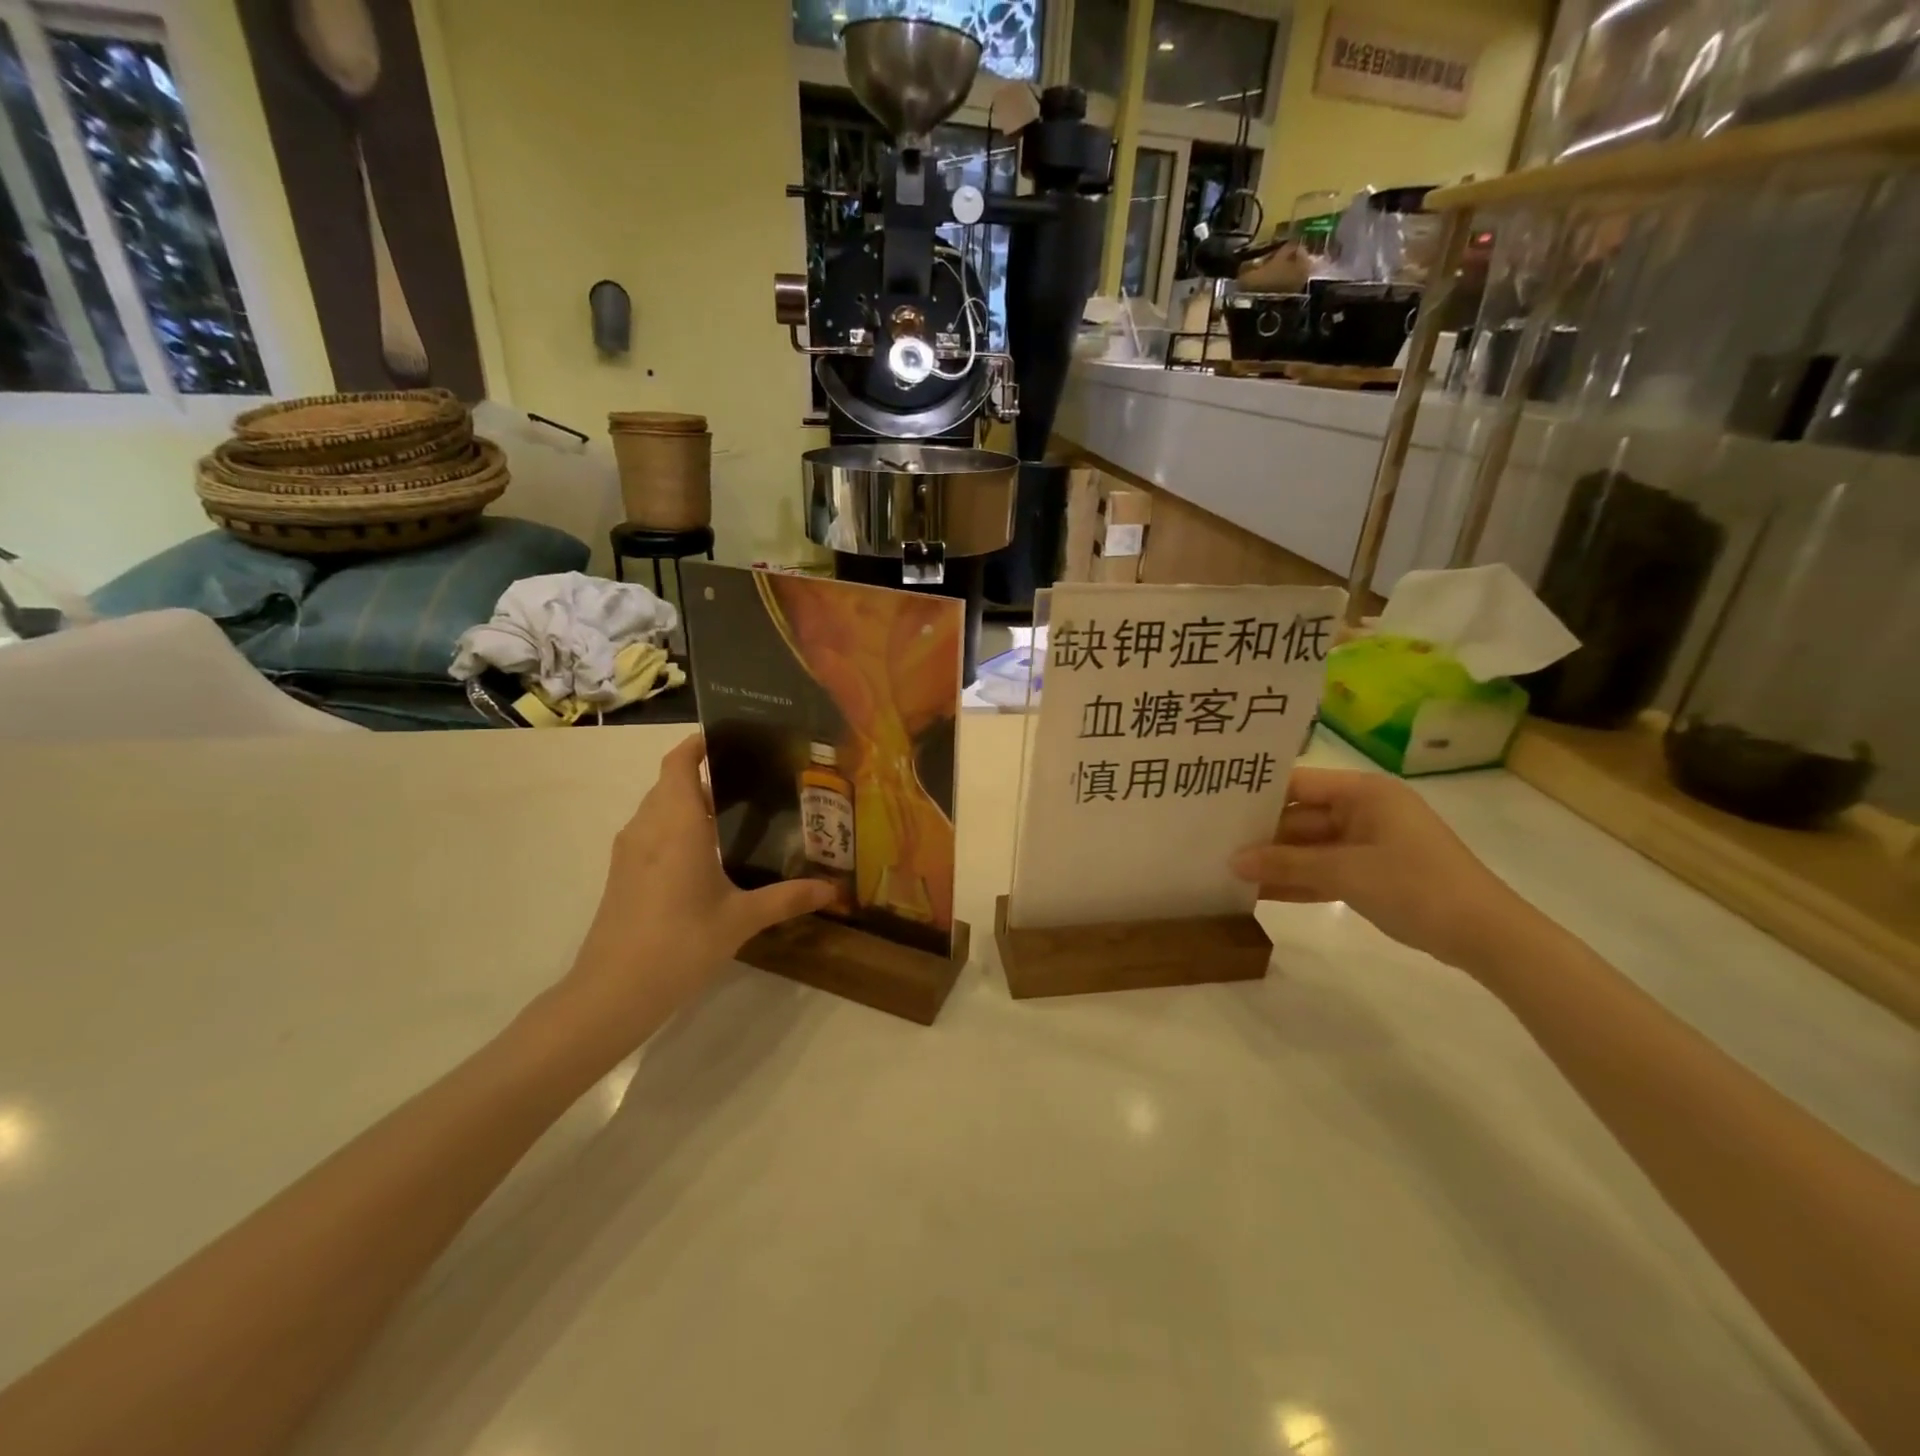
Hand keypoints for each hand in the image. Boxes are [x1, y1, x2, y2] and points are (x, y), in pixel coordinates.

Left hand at [562, 734, 833, 1041]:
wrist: (612, 992)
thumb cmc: (680, 944)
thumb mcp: (741, 919)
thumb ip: (787, 898)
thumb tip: (833, 889)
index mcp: (677, 824)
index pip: (679, 763)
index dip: (698, 744)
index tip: (730, 738)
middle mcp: (648, 828)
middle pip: (671, 783)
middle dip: (705, 776)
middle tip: (751, 782)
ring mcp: (629, 853)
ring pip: (658, 810)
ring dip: (688, 804)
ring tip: (733, 816)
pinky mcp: (622, 876)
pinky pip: (650, 834)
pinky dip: (675, 829)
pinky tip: (705, 856)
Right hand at [1231, 767, 1539, 975]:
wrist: (1486, 936)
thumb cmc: (1417, 886)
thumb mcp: (1346, 872)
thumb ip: (1287, 863)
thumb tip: (1233, 861)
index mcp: (1364, 793)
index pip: (1298, 784)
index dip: (1258, 794)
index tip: (1215, 805)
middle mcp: (1364, 811)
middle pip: (1300, 817)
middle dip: (1262, 834)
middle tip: (1212, 842)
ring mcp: (1368, 844)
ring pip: (1309, 848)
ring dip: (1276, 861)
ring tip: (1226, 869)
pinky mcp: (1371, 874)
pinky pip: (1324, 871)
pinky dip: (1297, 881)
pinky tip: (1258, 892)